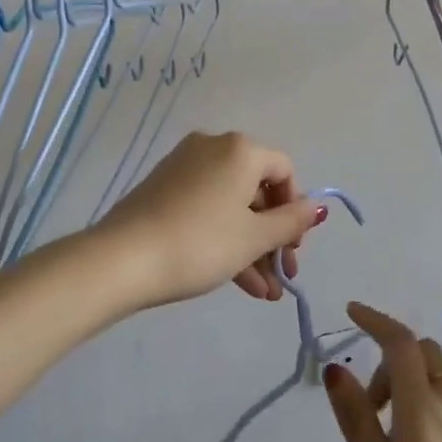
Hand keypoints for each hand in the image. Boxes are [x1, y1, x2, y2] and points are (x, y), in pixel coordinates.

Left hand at [93, 132, 326, 309]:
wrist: (123, 258)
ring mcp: (184, 166)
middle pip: (257, 189)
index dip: (295, 210)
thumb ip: (291, 222)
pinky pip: (207, 208)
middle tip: (282, 276)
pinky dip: (224, 238)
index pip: (284, 170)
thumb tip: (318, 207)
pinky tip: (238, 283)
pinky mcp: (164, 188)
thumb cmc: (201, 243)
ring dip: (251, 247)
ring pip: (231, 205)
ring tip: (263, 294)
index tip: (294, 248)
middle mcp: (213, 147)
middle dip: (273, 237)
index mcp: (240, 149)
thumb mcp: (254, 237)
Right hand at [324, 303, 441, 441]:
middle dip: (393, 359)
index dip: (376, 320)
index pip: (401, 342)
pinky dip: (432, 413)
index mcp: (424, 410)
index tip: (352, 312)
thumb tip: (335, 367)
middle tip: (370, 404)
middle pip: (427, 355)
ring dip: (413, 388)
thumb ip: (357, 420)